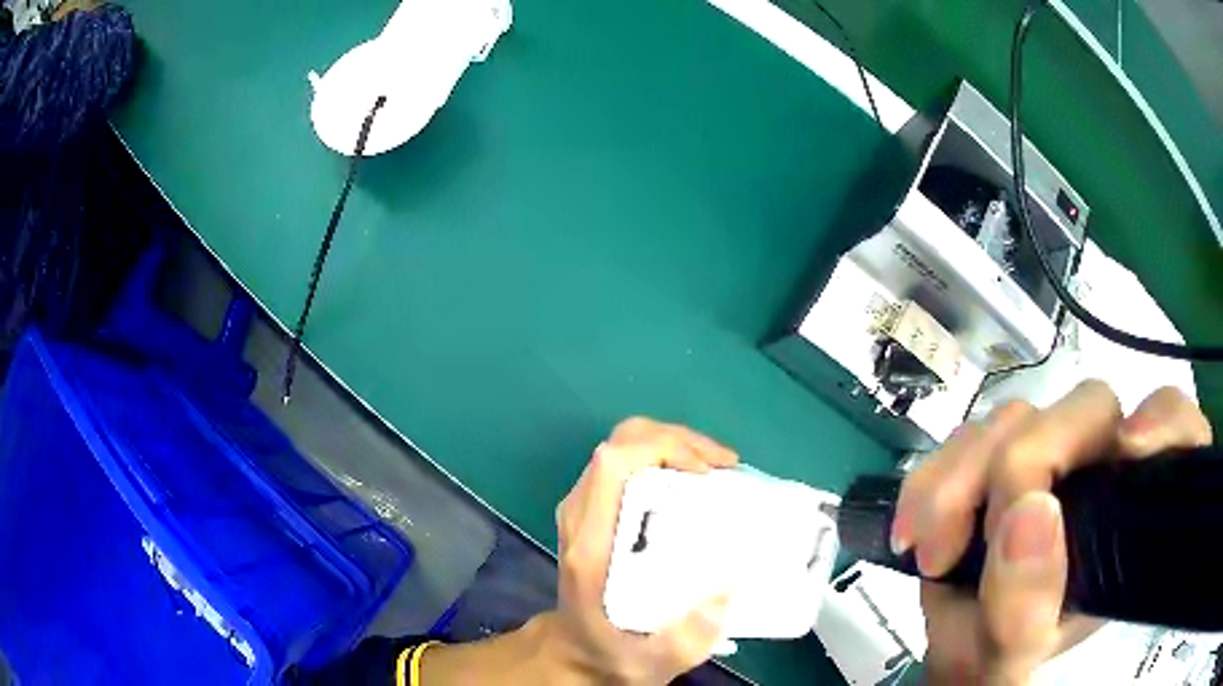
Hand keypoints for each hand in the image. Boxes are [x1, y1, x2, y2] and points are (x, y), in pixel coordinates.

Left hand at [549, 417, 738, 683]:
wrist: (576, 650)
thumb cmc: (612, 652)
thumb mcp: (651, 663)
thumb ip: (688, 640)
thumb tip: (725, 592)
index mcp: (591, 545)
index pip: (612, 466)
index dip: (661, 449)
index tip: (706, 473)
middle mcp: (581, 517)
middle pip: (620, 444)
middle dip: (677, 440)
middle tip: (725, 466)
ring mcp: (584, 509)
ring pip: (624, 446)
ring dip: (675, 445)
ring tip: (720, 469)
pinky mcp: (595, 511)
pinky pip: (629, 465)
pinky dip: (666, 459)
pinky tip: (699, 481)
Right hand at [892, 383, 1211, 684]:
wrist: (970, 679)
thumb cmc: (1007, 676)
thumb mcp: (1012, 663)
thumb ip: (1026, 609)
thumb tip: (1028, 513)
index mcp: (1129, 522)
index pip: (1175, 432)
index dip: (1163, 422)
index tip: (1128, 455)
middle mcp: (1101, 481)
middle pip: (1086, 411)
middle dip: (1023, 460)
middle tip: (972, 539)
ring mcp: (1050, 471)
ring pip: (1021, 417)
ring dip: (964, 472)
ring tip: (931, 548)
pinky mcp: (1000, 472)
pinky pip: (969, 438)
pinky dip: (934, 476)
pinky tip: (915, 529)